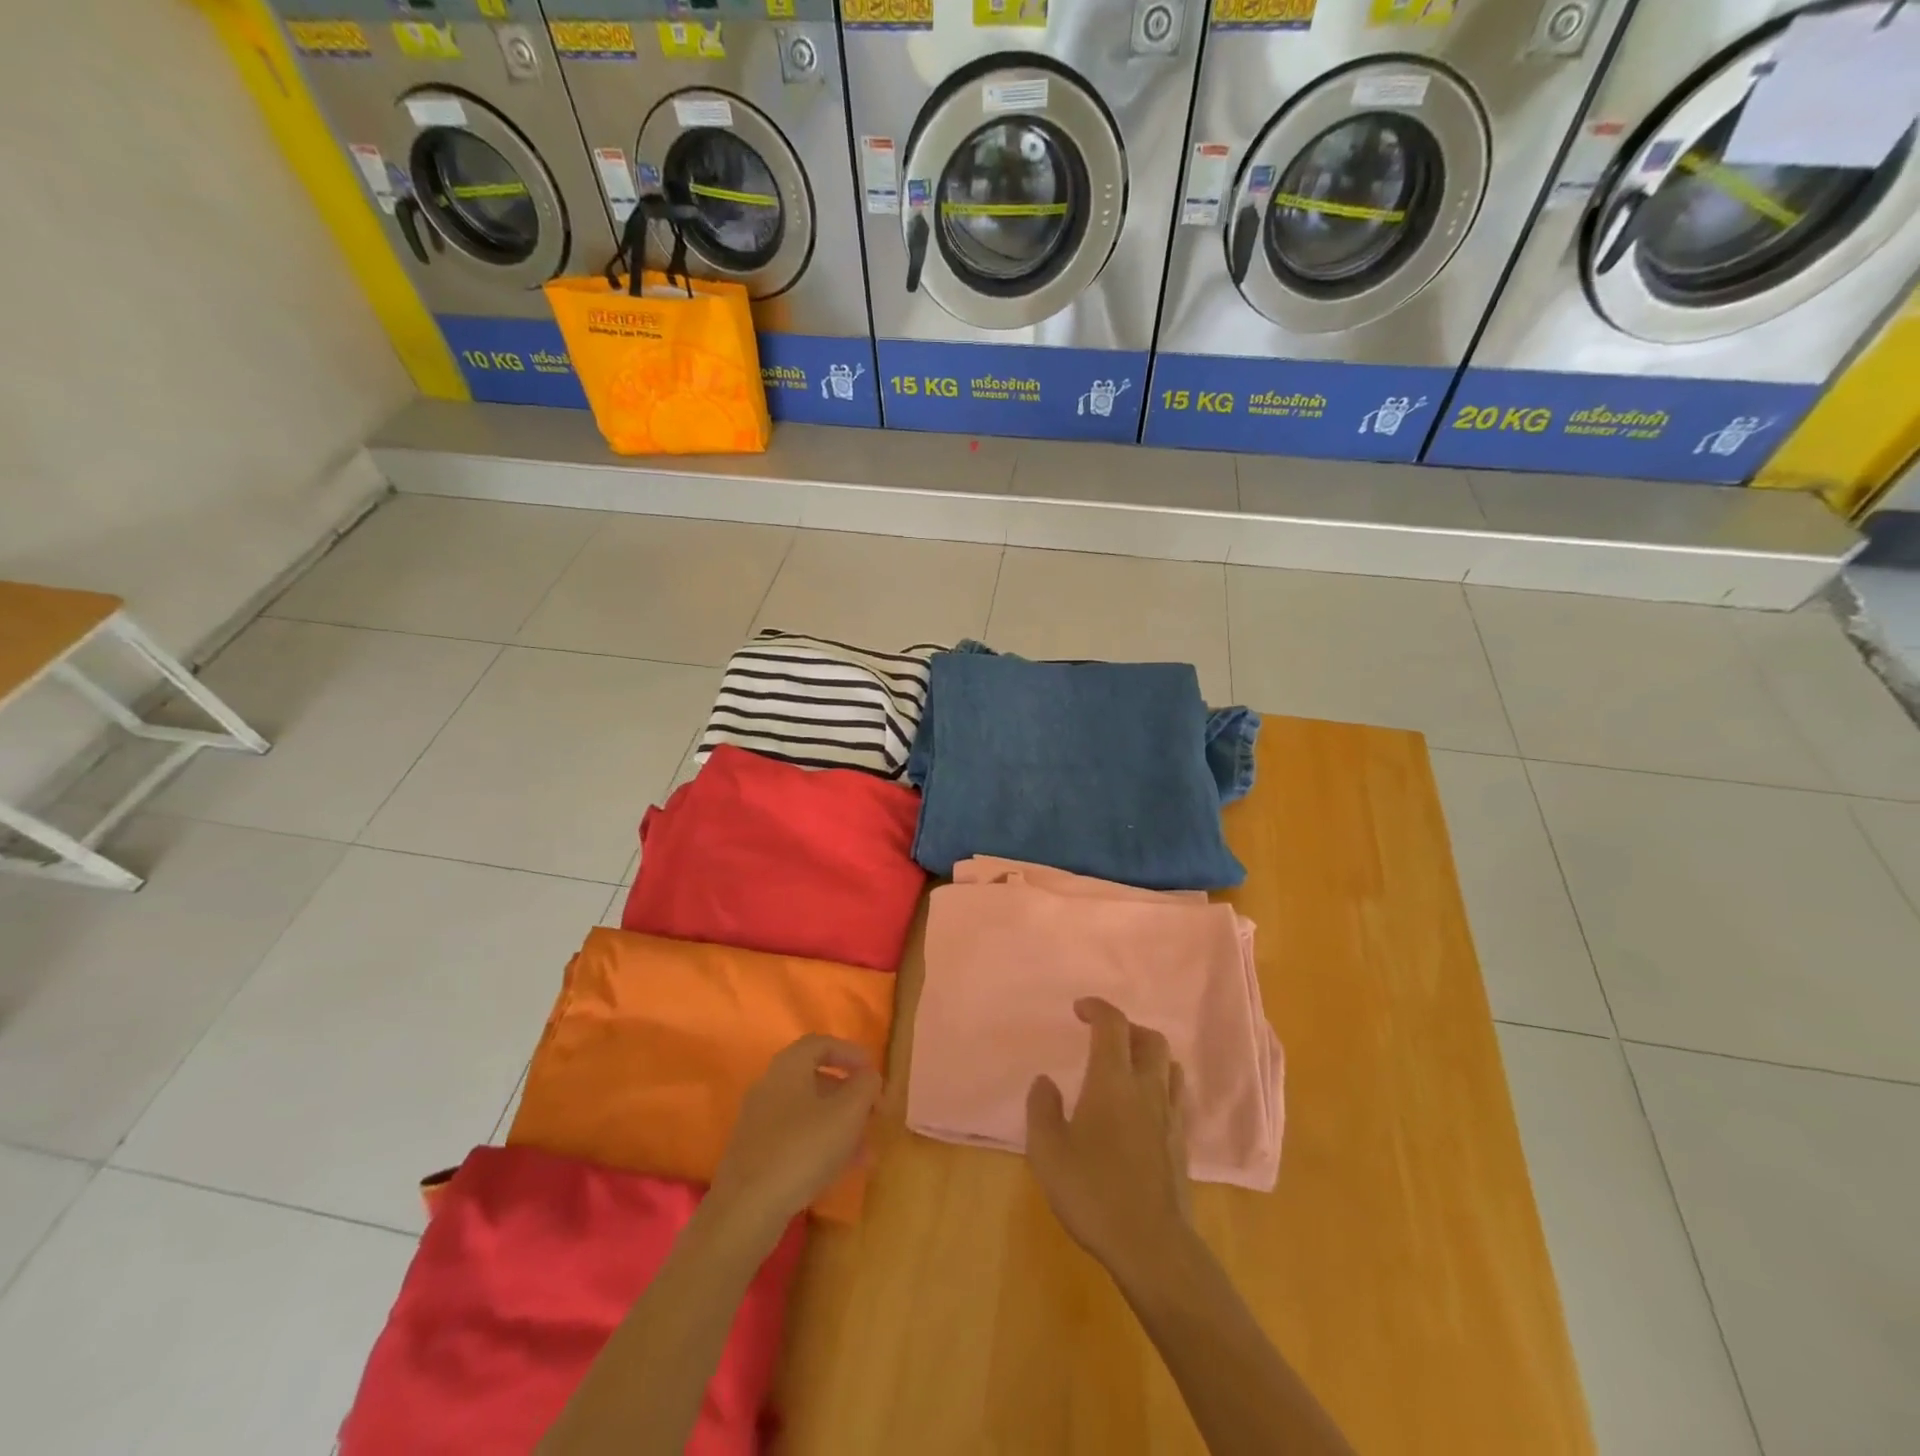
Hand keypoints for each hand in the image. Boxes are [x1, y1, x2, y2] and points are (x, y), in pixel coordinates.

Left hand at [708, 1035, 881, 1241]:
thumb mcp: (847, 1112)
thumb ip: (865, 1087)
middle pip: (815, 1079)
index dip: (851, 1053)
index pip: (822, 1043)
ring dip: (839, 1125)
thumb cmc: (803, 1148)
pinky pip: (796, 1137)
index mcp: (789, 1066)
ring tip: (866, 1151)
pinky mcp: (755, 1154)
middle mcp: (770, 1086)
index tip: (873, 1072)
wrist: (746, 1209)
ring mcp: (759, 1121)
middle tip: (873, 1114)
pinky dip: (821, 1145)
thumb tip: (868, 1077)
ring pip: (808, 1112)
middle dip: (849, 1095)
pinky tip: (841, 1170)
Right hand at [1026, 997, 1192, 1284]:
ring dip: (1147, 1054)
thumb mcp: (1047, 1152)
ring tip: (1125, 1067)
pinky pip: (1175, 1095)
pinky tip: (1142, 1107)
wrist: (1152, 1246)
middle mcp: (1146, 1088)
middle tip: (1103, 1037)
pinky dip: (1159, 1084)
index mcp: (1112, 1081)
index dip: (1097, 1008)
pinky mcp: (1181, 1142)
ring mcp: (1170, 1115)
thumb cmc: (1093, 1193)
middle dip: (1127, 1028)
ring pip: (1168, 1064)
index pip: (1112, 1025)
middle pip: (1149, 1038)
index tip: (1079, 1009)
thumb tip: (1045, 1081)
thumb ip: (1042, 1109)